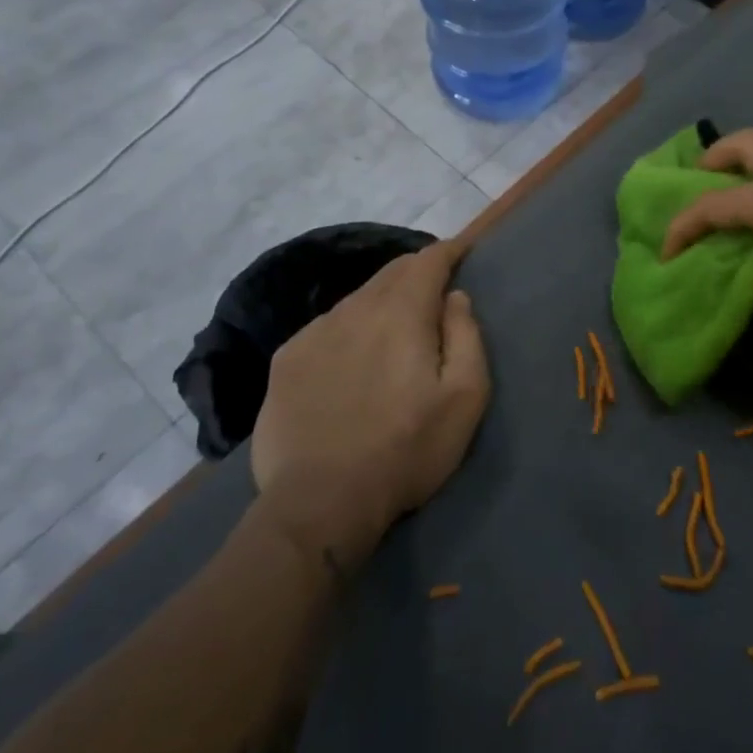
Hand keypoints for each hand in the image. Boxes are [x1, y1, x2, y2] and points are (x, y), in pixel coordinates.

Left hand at [250, 240, 490, 559]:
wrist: (319, 502)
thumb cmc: (407, 449)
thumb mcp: (465, 397)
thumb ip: (466, 336)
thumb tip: (455, 297)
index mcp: (402, 313)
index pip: (428, 260)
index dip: (449, 251)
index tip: (462, 251)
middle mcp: (355, 309)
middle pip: (392, 272)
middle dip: (417, 271)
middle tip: (434, 287)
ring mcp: (315, 333)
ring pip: (358, 298)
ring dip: (382, 300)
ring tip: (394, 324)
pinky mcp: (286, 360)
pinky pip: (327, 326)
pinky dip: (349, 327)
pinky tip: (352, 357)